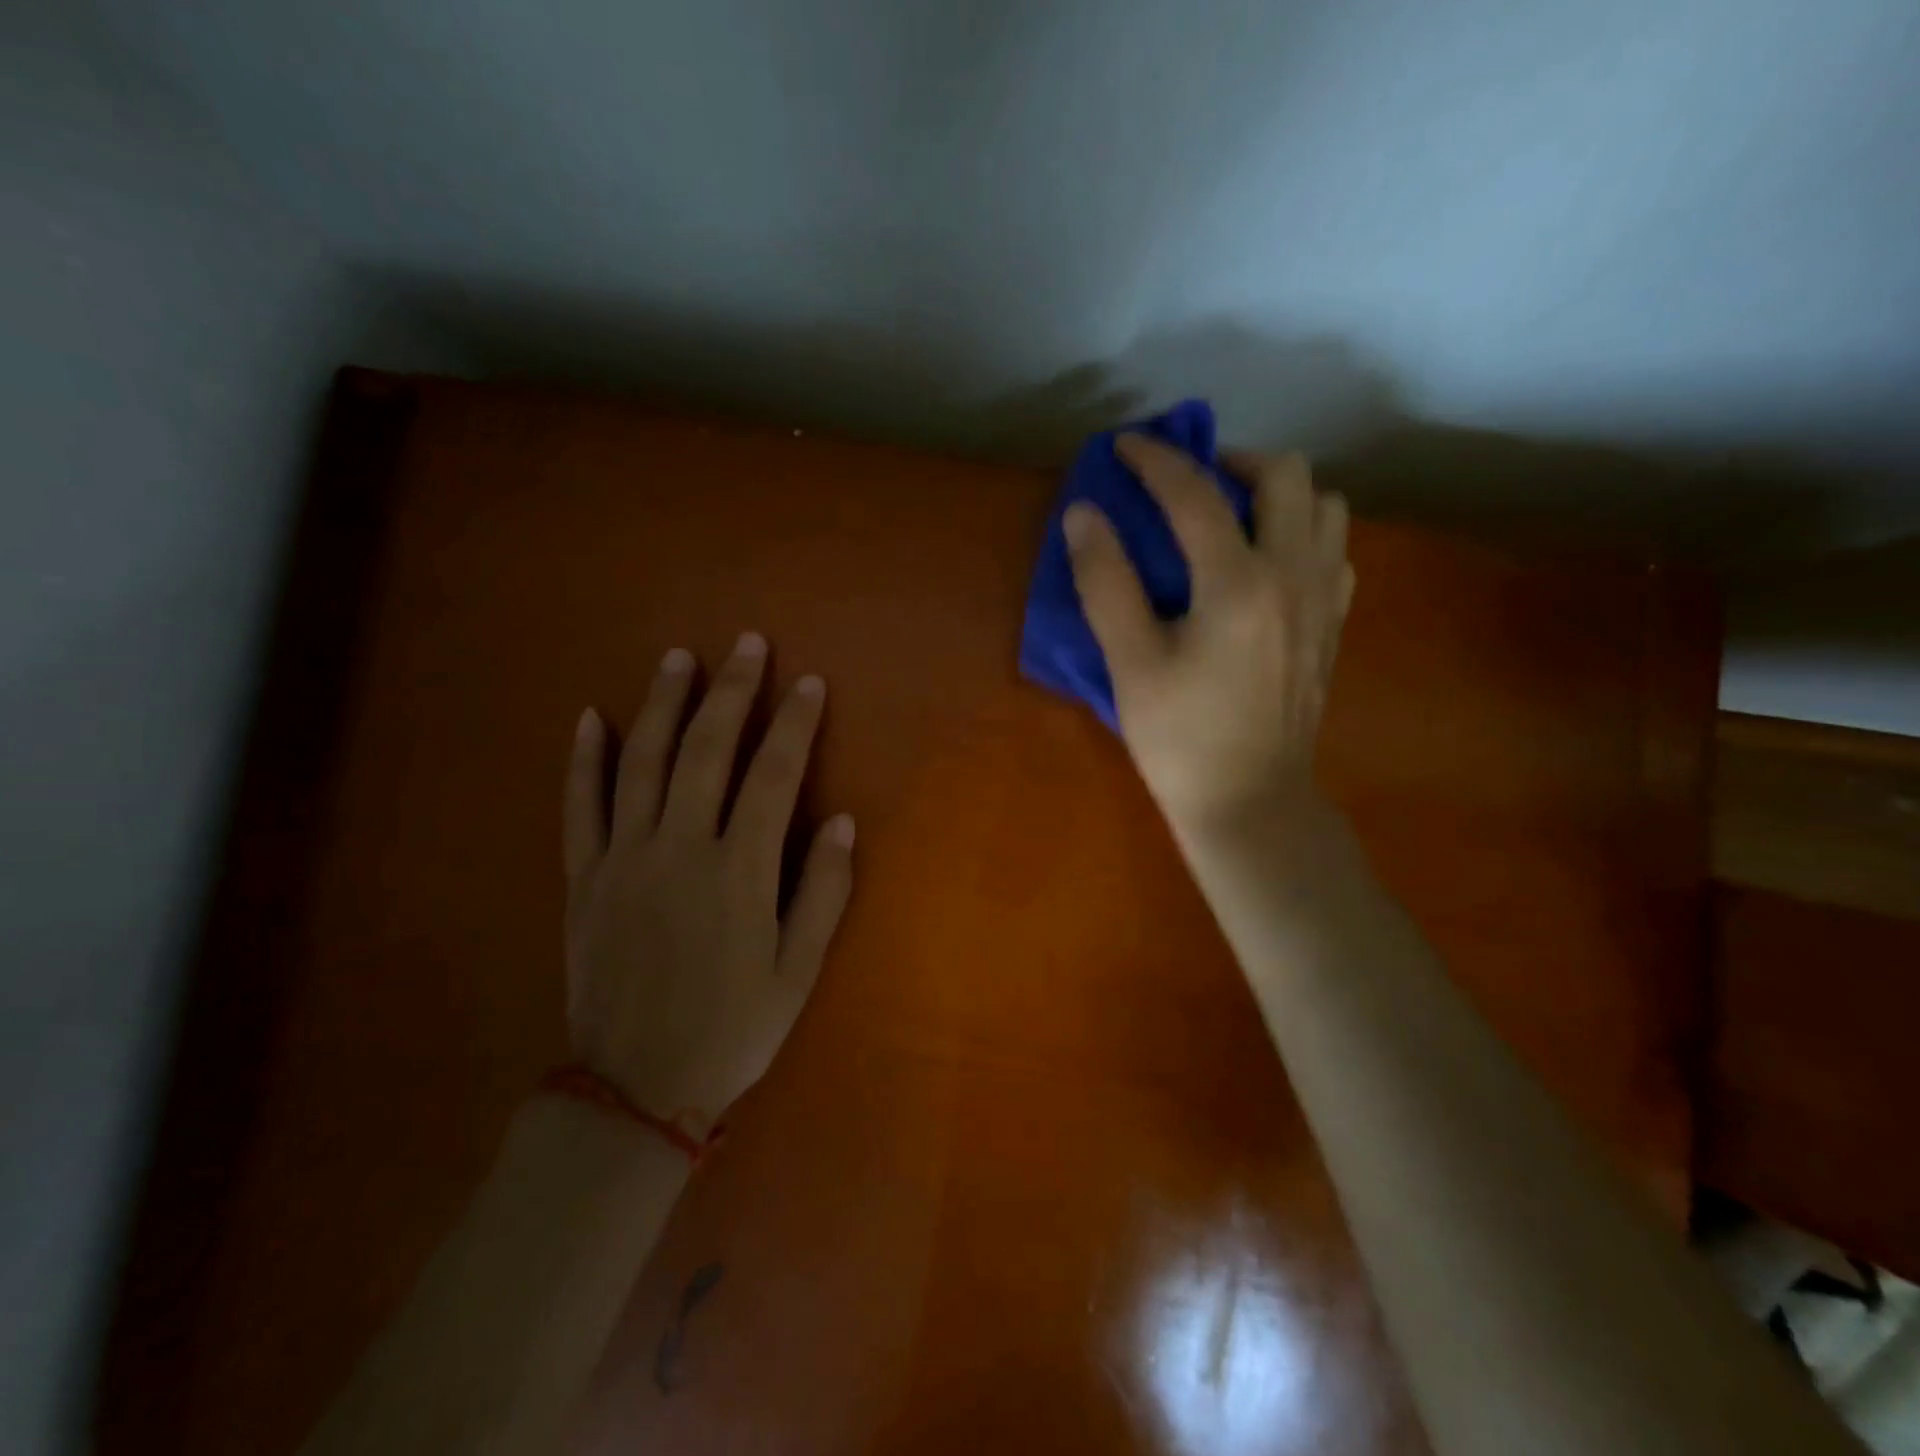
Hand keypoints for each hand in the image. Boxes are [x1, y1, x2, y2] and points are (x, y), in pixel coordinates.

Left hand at [561, 634, 853, 1134]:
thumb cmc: (733, 1028)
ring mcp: (624, 859)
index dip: (793, 723)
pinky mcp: (584, 878)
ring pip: (641, 763)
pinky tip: (589, 718)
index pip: (774, 776)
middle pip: (706, 751)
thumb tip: (842, 820)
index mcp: (739, 871)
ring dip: (662, 704)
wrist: (635, 1088)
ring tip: (678, 658)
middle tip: (747, 645)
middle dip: (731, 692)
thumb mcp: (799, 970)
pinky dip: (584, 760)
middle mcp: (680, 850)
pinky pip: (580, 807)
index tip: (808, 683)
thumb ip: (823, 890)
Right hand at [1064, 435, 1354, 832]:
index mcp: (1237, 583)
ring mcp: (1322, 600)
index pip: (1195, 495)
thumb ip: (1105, 582)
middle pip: (1285, 474)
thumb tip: (1082, 514)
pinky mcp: (1331, 625)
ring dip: (1277, 494)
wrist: (1251, 803)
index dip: (1154, 461)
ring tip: (1234, 519)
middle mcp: (1292, 575)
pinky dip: (1302, 534)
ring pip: (1324, 506)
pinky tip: (1267, 564)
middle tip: (1189, 486)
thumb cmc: (1181, 739)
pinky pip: (1333, 551)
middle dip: (1232, 462)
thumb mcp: (1130, 663)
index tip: (1124, 446)